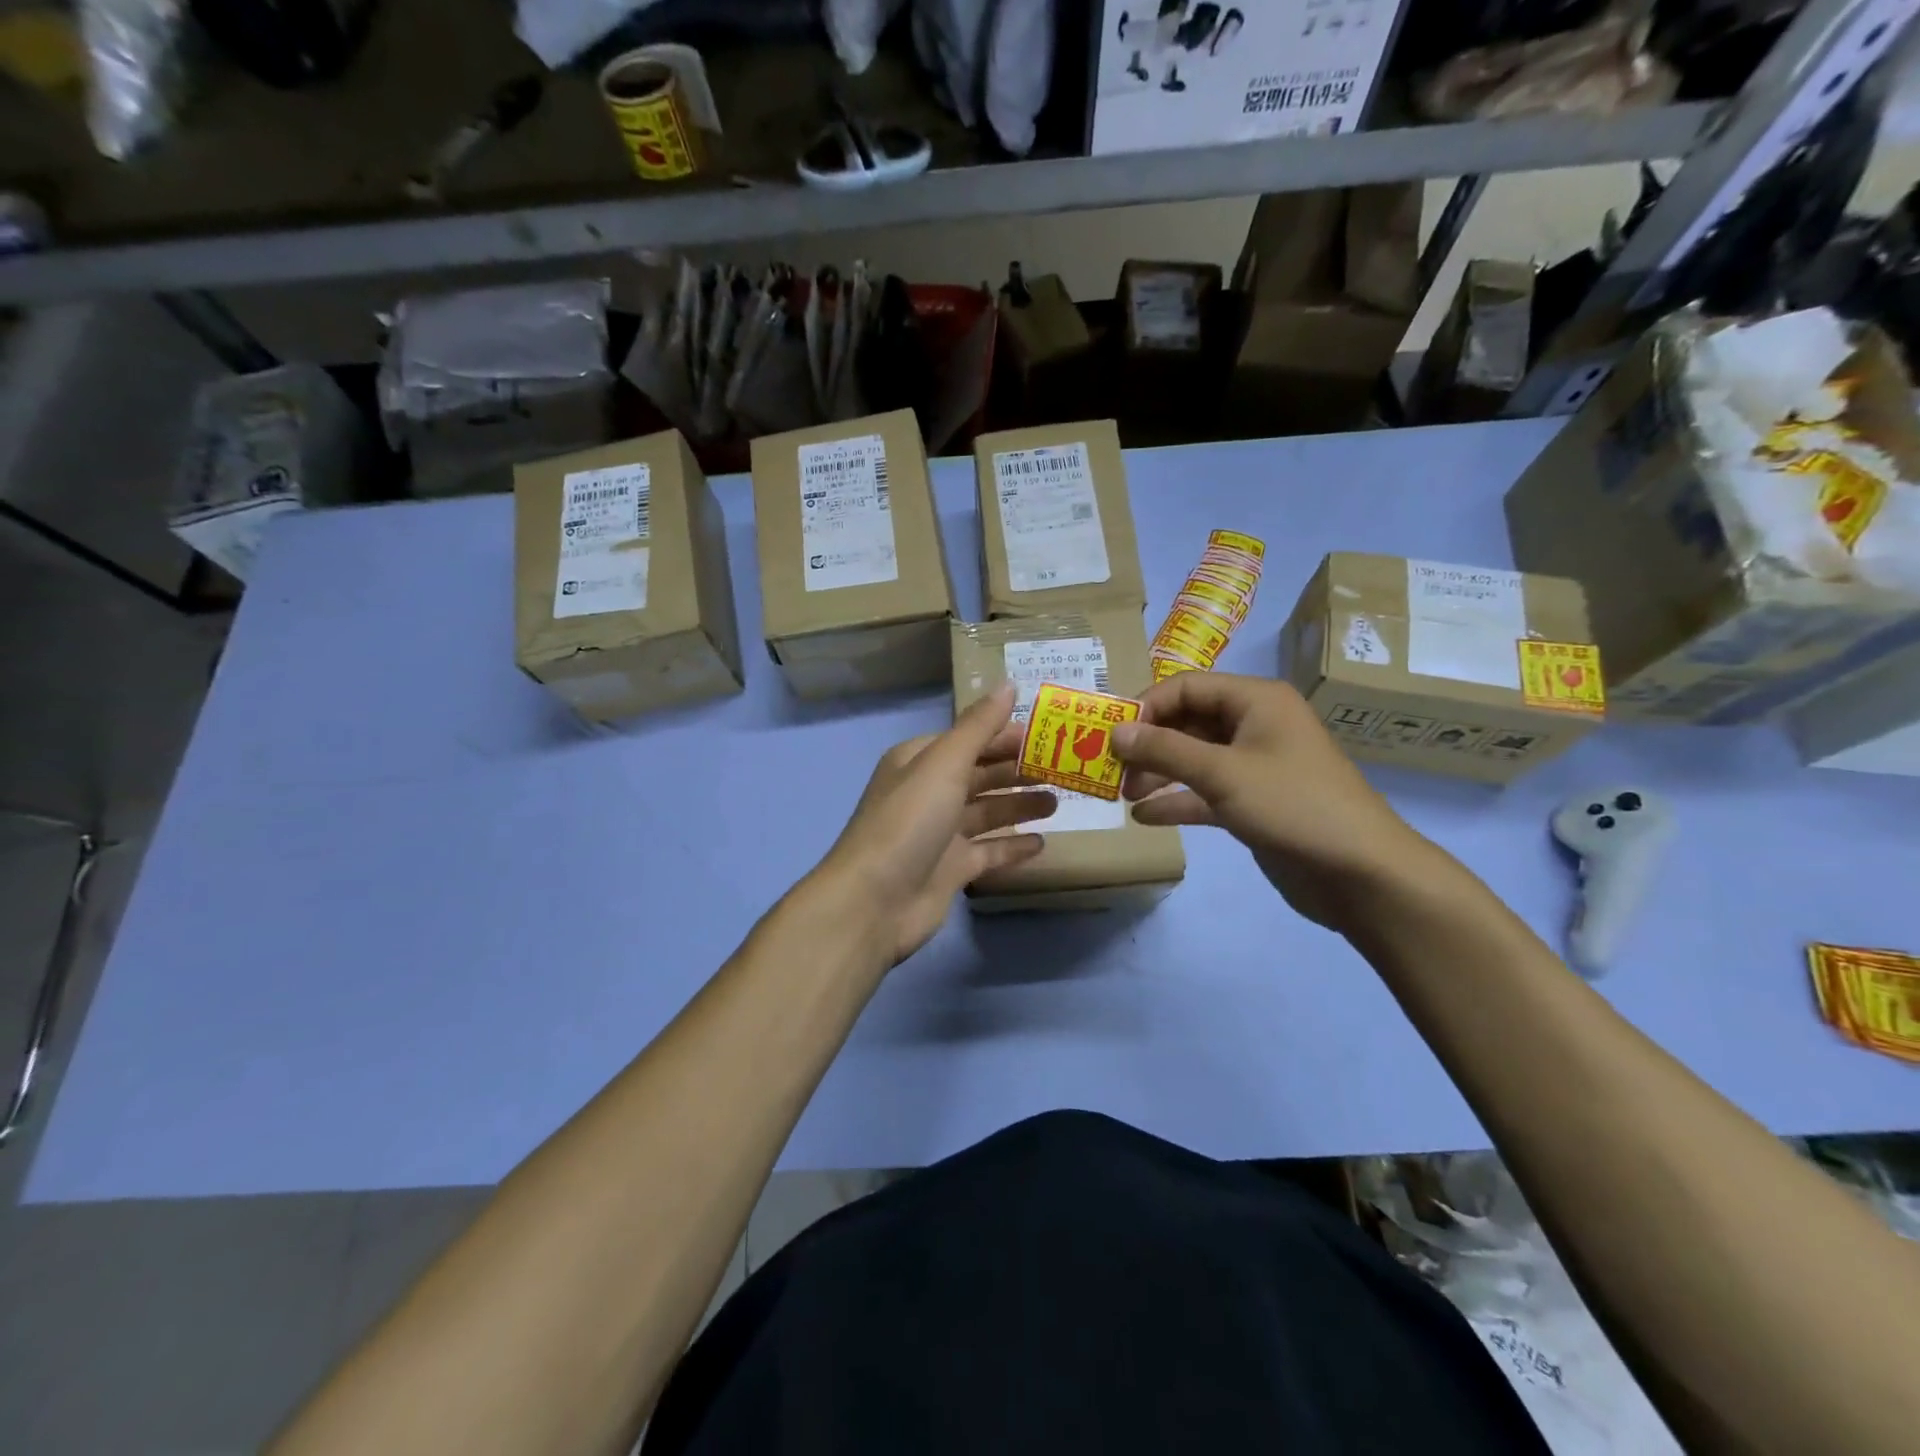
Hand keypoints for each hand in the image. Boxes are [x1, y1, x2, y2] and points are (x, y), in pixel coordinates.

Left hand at [812, 685, 1054, 966]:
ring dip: (1019, 804)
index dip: (1004, 735)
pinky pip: (988, 851)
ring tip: (1058, 801)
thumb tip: (1008, 684)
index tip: (1047, 735)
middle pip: (980, 774)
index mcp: (919, 761)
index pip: (968, 739)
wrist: (874, 902)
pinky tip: (1042, 843)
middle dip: (1017, 770)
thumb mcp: (944, 764)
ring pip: (987, 812)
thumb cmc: (909, 822)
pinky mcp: (951, 869)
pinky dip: (1013, 846)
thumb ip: (979, 727)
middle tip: (1062, 767)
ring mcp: (940, 834)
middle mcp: (928, 793)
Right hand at [1112, 673, 1431, 929]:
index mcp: (1255, 700)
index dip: (1145, 707)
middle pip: (1187, 722)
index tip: (1109, 735)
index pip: (1186, 686)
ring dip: (1157, 773)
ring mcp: (1254, 765)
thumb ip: (1165, 750)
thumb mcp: (1222, 773)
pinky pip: (1205, 792)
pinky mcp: (1253, 802)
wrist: (1360, 873)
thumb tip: (1115, 731)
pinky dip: (1177, 801)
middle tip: (1111, 769)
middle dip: (1148, 744)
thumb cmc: (1293, 806)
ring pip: (1193, 758)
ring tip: (1123, 795)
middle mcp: (1254, 725)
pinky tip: (1143, 817)